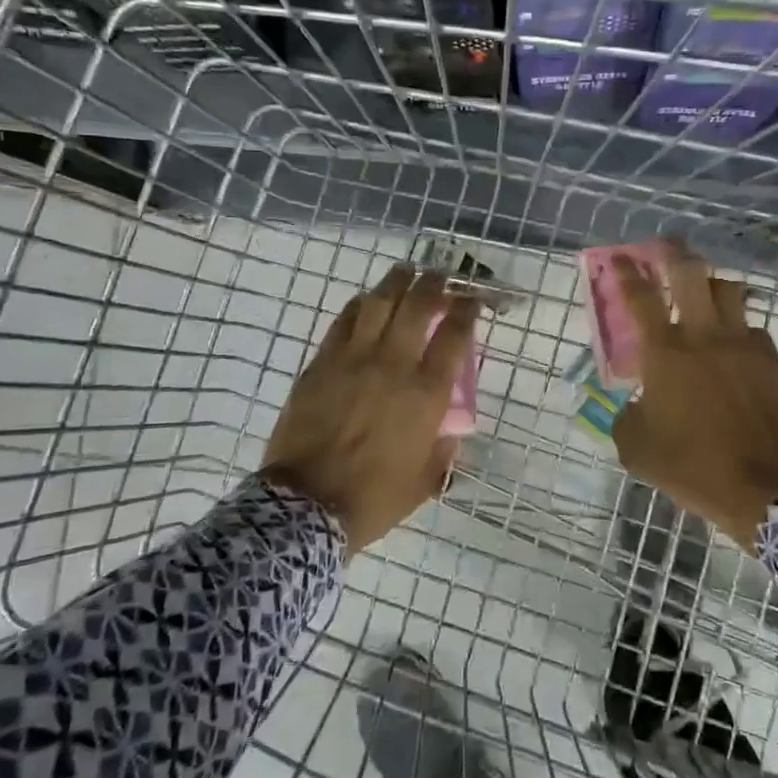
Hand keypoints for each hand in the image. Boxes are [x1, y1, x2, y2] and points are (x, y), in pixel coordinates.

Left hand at [263, 265, 479, 552]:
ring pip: (379, 303)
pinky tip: (367, 301)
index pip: (454, 336)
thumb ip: (443, 449)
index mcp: (426, 394)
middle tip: (440, 276)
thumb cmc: (374, 498)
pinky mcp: (321, 363)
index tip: (472, 299)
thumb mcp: (426, 480)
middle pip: (418, 306)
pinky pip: (343, 322)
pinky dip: (360, 305)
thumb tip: (447, 428)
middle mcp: (394, 366)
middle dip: (434, 284)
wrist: (306, 506)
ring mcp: (353, 360)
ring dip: (396, 282)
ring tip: (406, 271)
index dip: (466, 310)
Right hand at [611, 248, 777, 549]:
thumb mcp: (637, 450)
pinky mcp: (771, 359)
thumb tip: (637, 404)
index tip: (618, 258)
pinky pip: (752, 327)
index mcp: (665, 353)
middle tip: (666, 248)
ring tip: (703, 294)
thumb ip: (627, 417)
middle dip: (674, 253)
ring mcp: (743, 343)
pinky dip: (738, 328)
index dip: (624, 272)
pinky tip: (733, 347)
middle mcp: (704, 336)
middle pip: (690, 272)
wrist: (768, 487)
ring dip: (710, 285)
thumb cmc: (694, 467)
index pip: (639, 297)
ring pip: (728, 290)